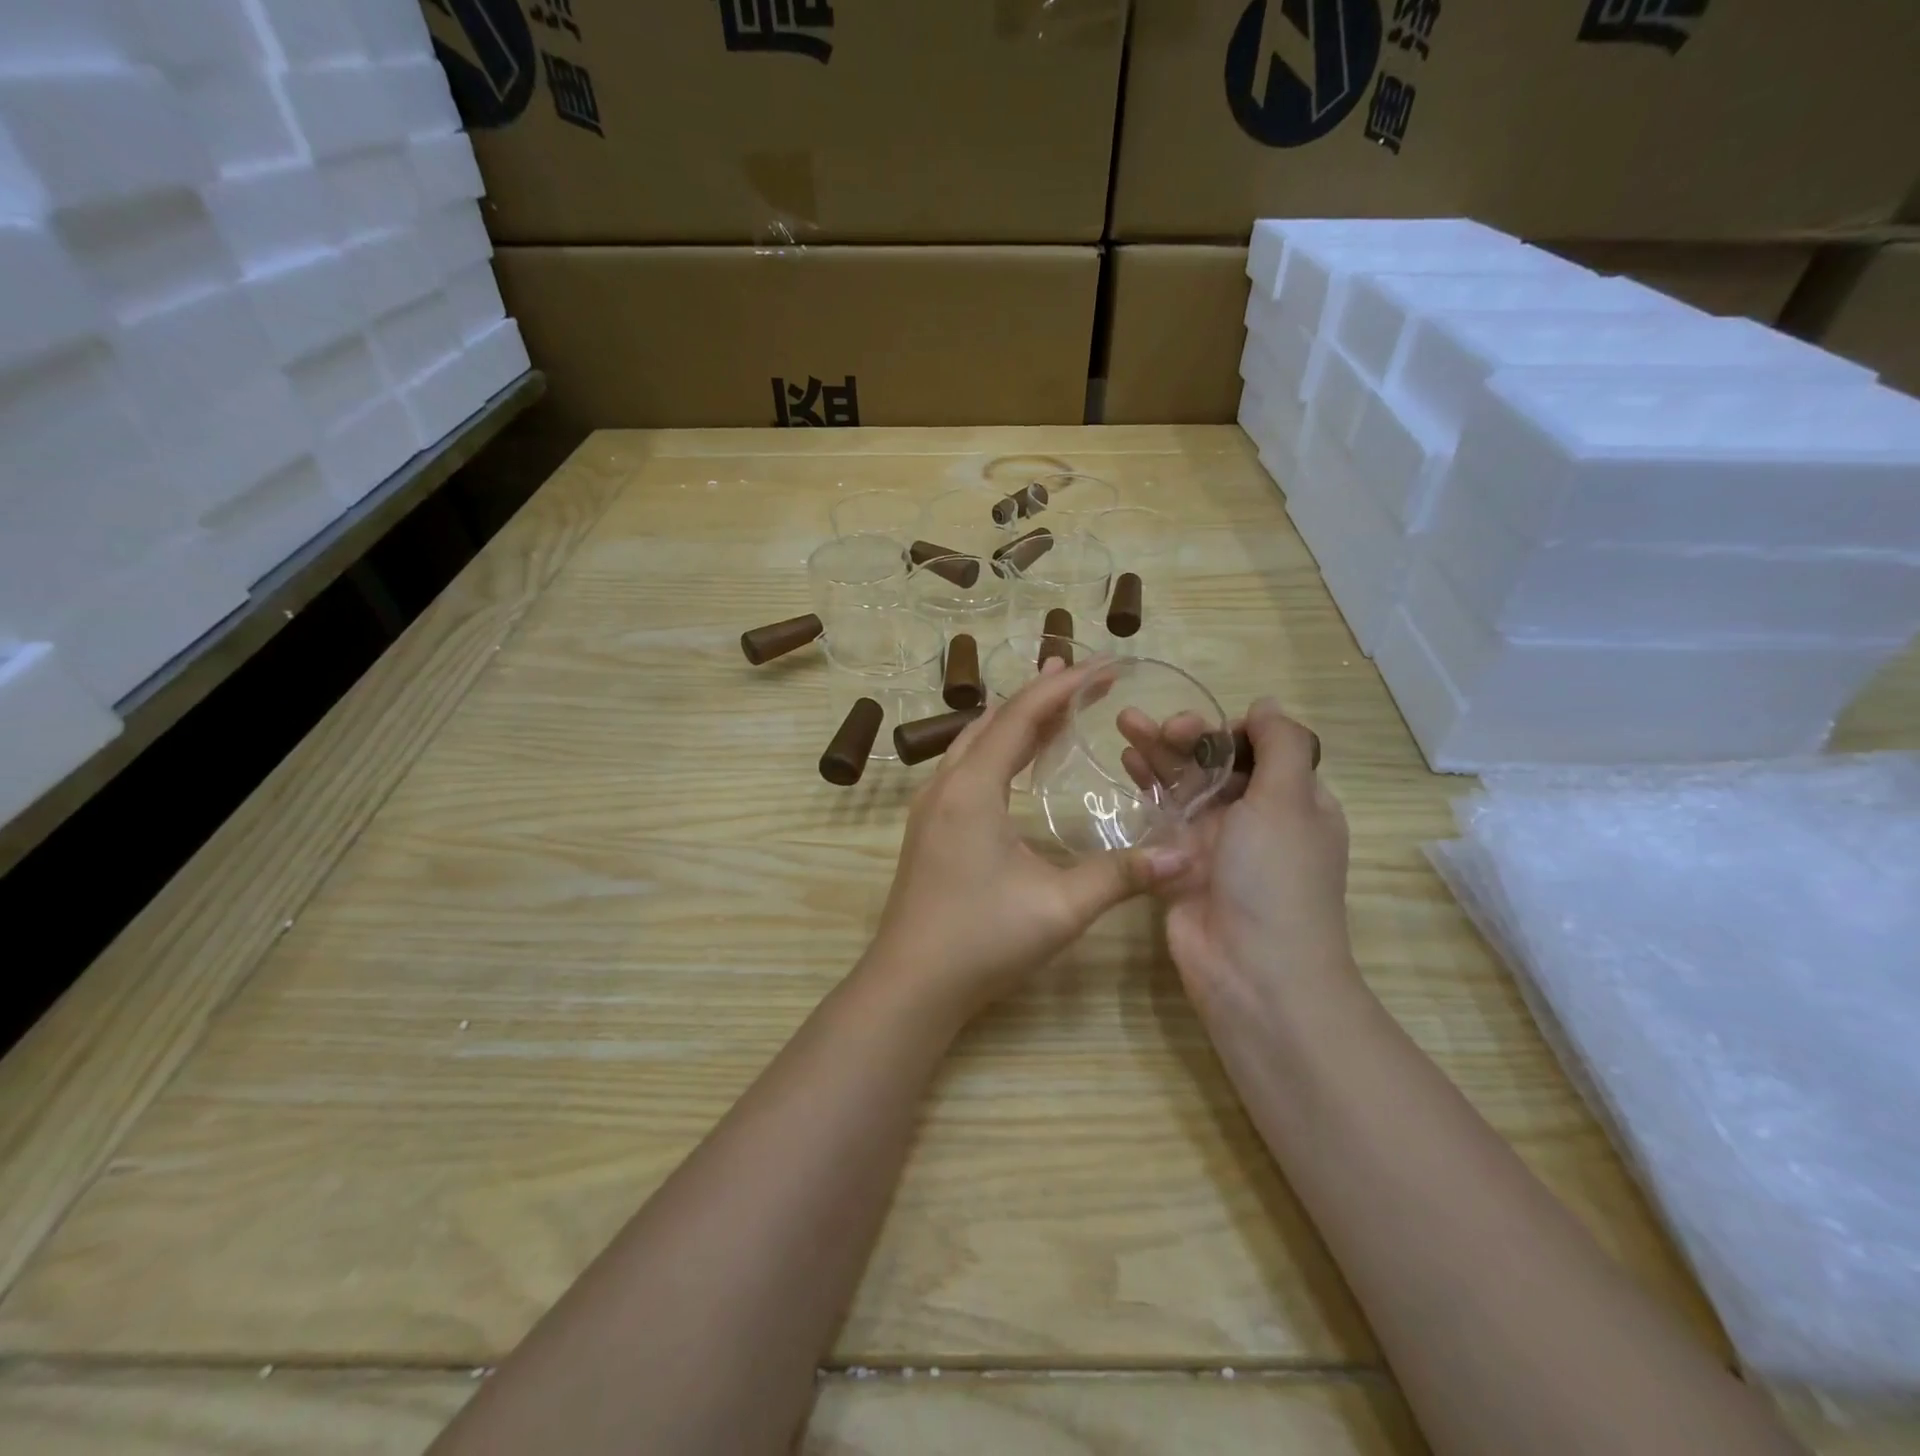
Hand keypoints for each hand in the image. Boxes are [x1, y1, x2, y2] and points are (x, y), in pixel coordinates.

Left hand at [864, 660, 1192, 1017]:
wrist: (910, 984)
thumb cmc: (981, 941)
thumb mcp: (1058, 908)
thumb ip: (1121, 877)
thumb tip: (1185, 856)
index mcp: (972, 789)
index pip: (1022, 717)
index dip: (1065, 686)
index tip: (1106, 666)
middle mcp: (946, 785)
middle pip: (996, 721)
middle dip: (1043, 694)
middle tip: (1087, 676)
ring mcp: (931, 805)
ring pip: (976, 741)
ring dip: (1016, 719)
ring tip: (1056, 704)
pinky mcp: (929, 826)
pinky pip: (966, 766)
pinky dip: (998, 747)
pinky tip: (1016, 759)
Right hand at [1121, 698, 1353, 1024]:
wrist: (1251, 971)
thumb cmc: (1276, 878)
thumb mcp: (1289, 801)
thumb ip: (1281, 745)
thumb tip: (1267, 704)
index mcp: (1295, 802)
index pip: (1262, 748)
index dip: (1230, 730)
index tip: (1205, 730)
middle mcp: (1256, 818)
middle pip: (1217, 763)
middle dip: (1188, 737)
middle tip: (1159, 726)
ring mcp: (1215, 842)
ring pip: (1184, 784)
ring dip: (1159, 753)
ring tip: (1124, 723)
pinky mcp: (1179, 863)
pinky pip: (1160, 816)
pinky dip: (1146, 788)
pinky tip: (1124, 763)